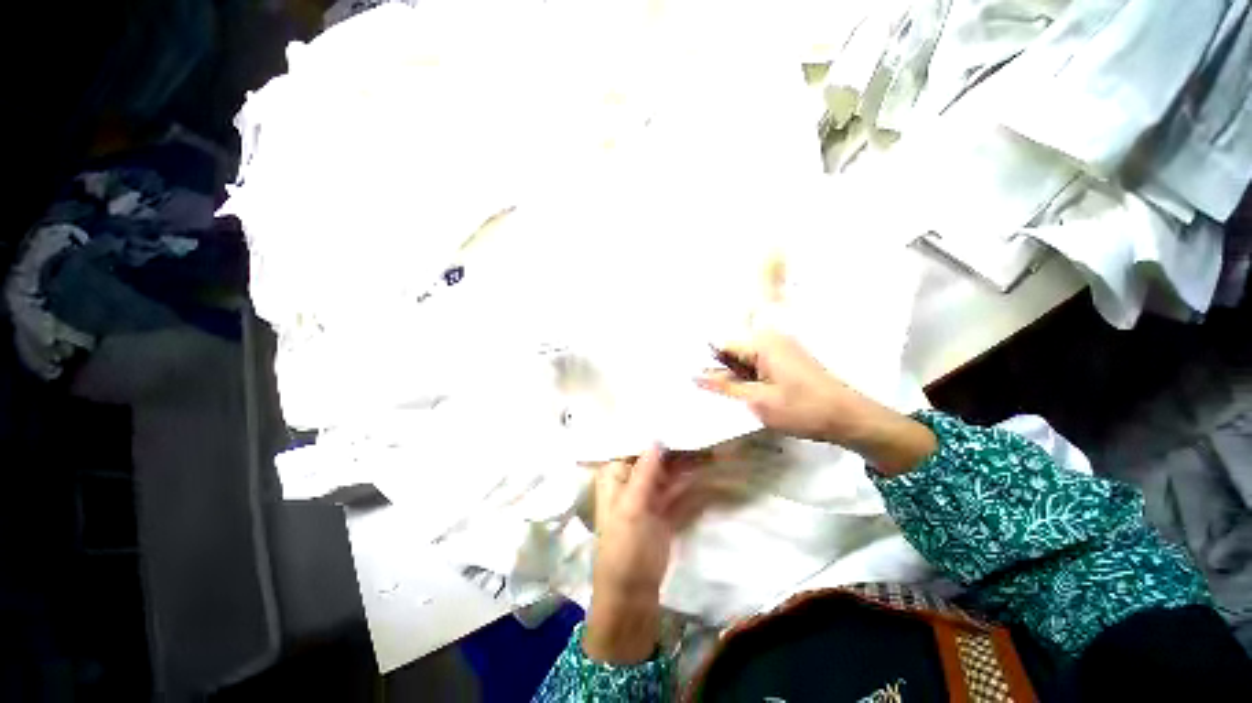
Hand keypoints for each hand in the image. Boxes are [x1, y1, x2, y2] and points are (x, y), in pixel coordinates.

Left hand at [584, 444, 702, 662]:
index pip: (633, 444)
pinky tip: (710, 465)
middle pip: (656, 456)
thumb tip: (657, 439)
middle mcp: (631, 479)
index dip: (653, 430)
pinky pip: (680, 488)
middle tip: (700, 426)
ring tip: (711, 442)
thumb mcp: (630, 508)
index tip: (675, 414)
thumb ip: (644, 472)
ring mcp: (650, 494)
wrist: (632, 596)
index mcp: (615, 475)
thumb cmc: (623, 549)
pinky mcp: (665, 508)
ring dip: (689, 460)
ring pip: (671, 471)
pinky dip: (693, 479)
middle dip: (677, 445)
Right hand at [698, 330, 866, 443]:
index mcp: (762, 343)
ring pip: (744, 360)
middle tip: (703, 391)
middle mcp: (770, 340)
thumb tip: (694, 375)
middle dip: (718, 370)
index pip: (721, 344)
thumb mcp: (758, 400)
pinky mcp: (786, 361)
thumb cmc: (803, 409)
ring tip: (719, 396)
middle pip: (732, 351)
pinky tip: (742, 395)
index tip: (690, 378)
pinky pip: (757, 366)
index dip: (705, 361)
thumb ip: (724, 386)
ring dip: (733, 377)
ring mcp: (780, 350)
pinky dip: (747, 379)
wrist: (851, 419)